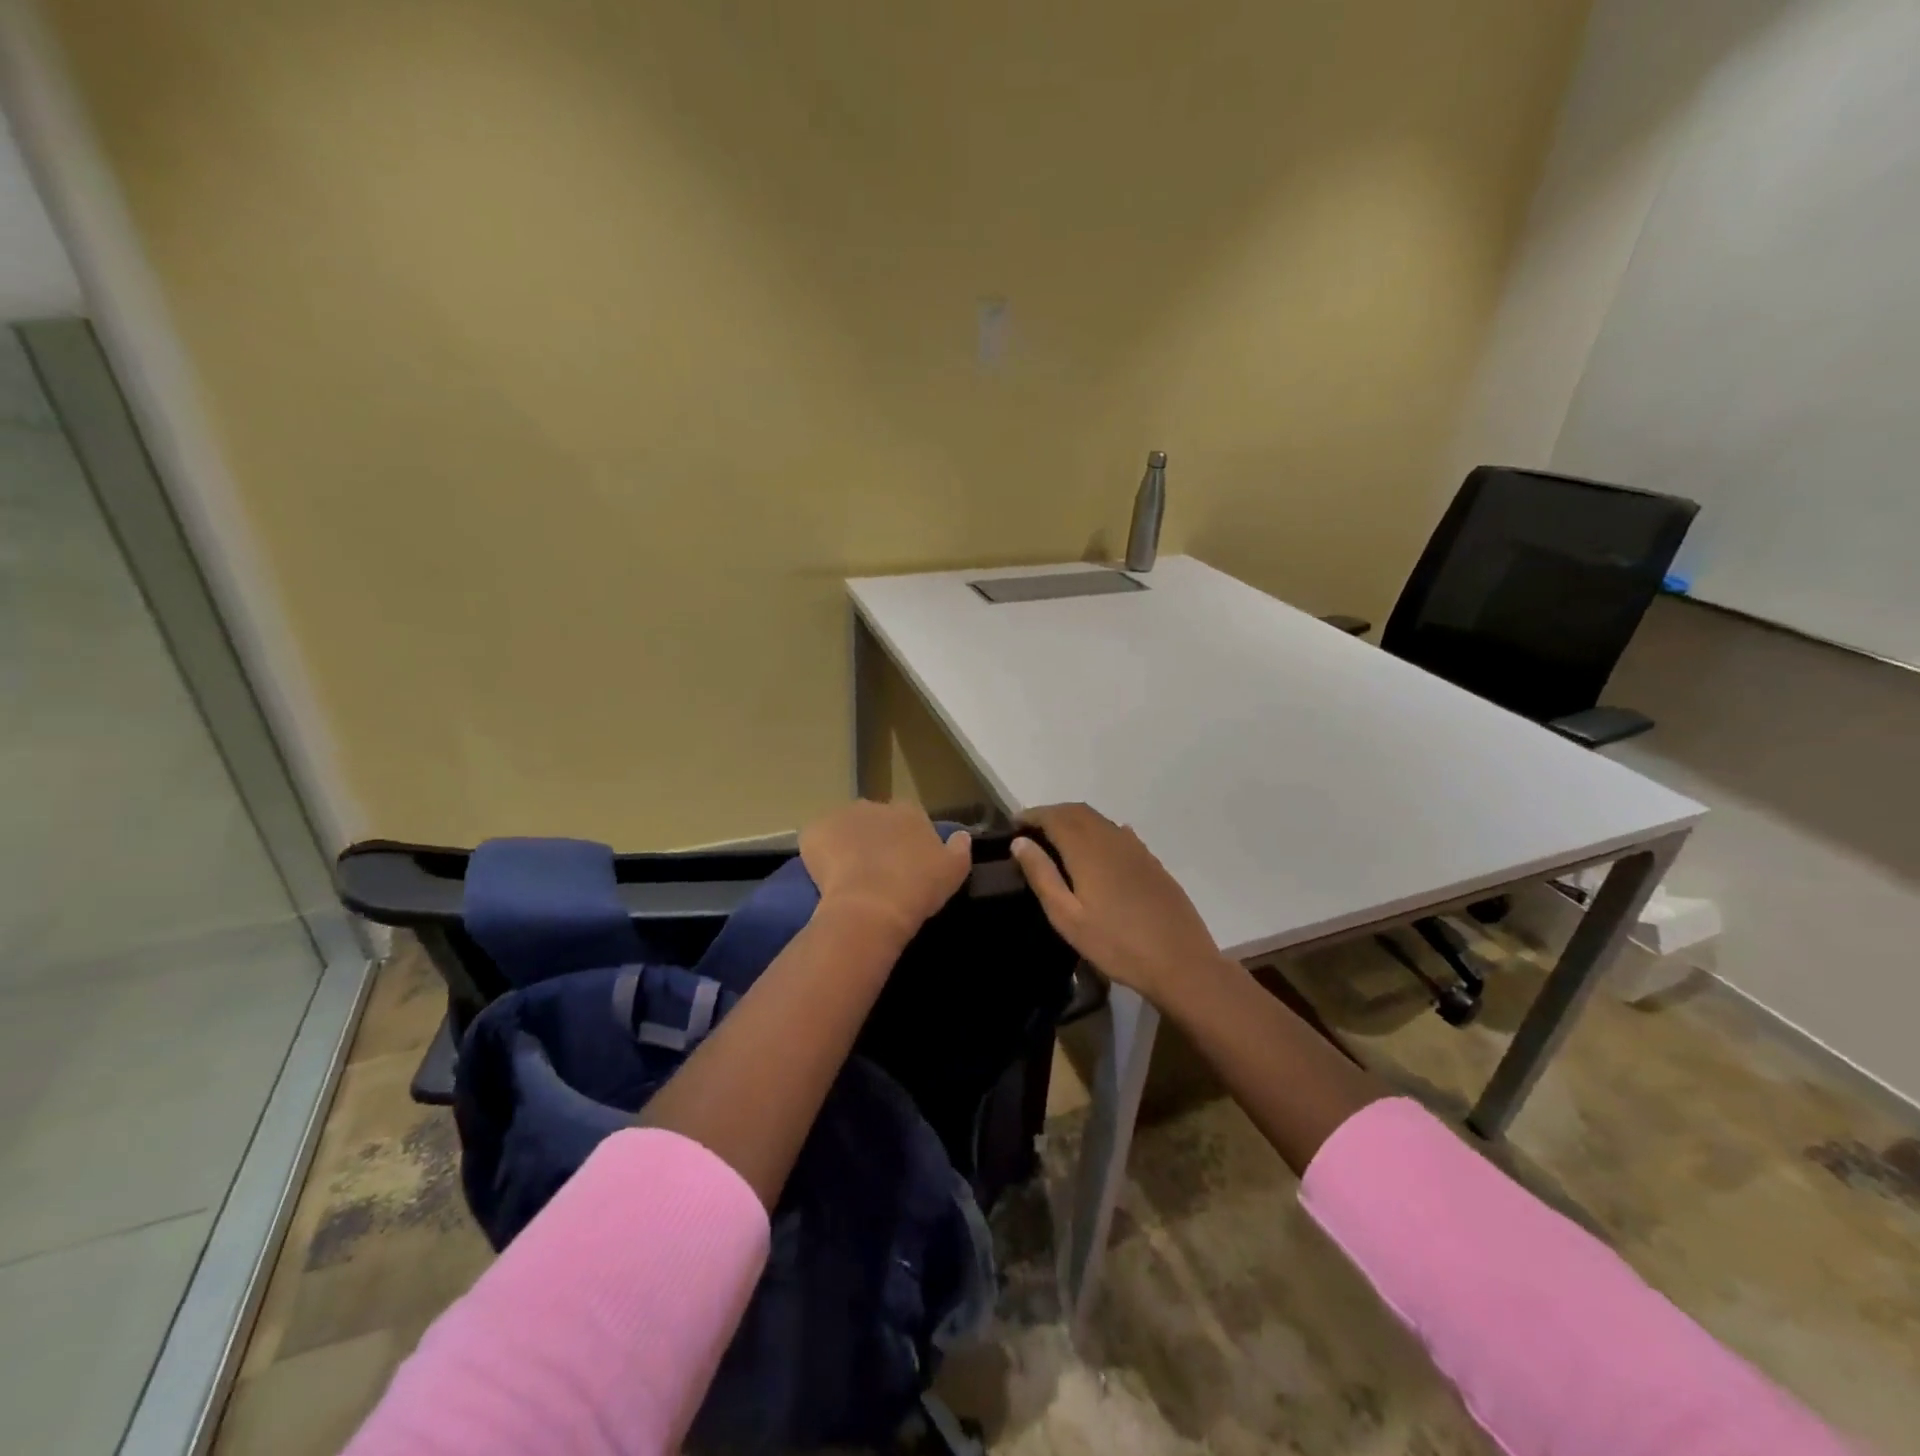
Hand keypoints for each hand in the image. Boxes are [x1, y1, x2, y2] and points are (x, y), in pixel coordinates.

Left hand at [800, 800, 971, 942]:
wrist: (871, 906)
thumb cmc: (917, 888)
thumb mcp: (954, 871)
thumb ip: (959, 848)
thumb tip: (962, 835)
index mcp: (909, 811)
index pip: (908, 819)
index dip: (905, 841)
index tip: (904, 864)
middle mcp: (875, 805)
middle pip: (874, 821)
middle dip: (874, 840)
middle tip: (876, 872)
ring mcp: (841, 816)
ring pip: (844, 829)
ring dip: (846, 845)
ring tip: (848, 878)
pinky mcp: (814, 831)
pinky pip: (817, 841)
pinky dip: (819, 854)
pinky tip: (825, 878)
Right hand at [1011, 803, 1223, 1003]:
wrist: (1180, 962)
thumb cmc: (1116, 944)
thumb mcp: (1068, 917)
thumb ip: (1043, 876)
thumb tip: (1020, 842)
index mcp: (1088, 849)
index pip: (1054, 816)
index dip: (1032, 815)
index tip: (1013, 824)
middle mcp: (1112, 838)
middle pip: (1077, 811)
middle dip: (1051, 814)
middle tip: (1031, 831)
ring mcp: (1136, 848)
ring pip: (1099, 820)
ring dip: (1074, 821)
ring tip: (1056, 841)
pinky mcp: (1151, 861)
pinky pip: (1117, 833)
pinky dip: (1096, 832)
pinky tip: (1093, 852)